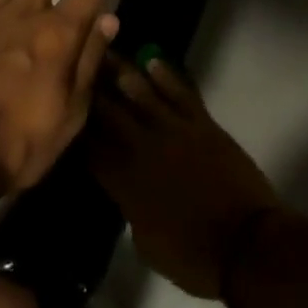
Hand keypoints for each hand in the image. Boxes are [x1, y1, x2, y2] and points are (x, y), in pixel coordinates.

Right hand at [87, 57, 281, 298]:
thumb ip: (129, 206)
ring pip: (142, 94)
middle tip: (75, 65)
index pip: (90, 149)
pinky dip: (167, 75)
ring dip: (122, 72)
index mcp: (125, 183)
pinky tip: (152, 60)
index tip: (61, 106)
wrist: (245, 243)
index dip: (75, 128)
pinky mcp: (202, 124)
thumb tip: (123, 186)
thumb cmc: (192, 256)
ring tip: (105, 51)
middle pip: (110, 113)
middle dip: (91, 89)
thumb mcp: (145, 242)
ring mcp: (175, 131)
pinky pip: (181, 93)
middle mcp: (144, 149)